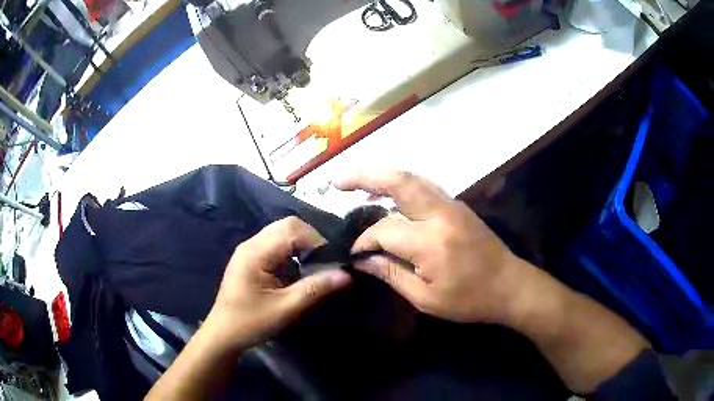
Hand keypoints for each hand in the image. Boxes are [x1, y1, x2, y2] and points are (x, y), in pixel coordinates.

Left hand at [203, 217, 351, 351]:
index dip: (316, 241)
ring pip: (282, 233)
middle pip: (287, 226)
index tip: (332, 262)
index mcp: (256, 252)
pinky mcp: (251, 259)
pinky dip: (292, 252)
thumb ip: (315, 289)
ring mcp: (249, 250)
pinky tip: (298, 271)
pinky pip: (276, 245)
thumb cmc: (250, 323)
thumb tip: (346, 274)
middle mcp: (251, 244)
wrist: (223, 334)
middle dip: (311, 240)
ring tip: (314, 267)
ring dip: (302, 246)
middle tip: (325, 264)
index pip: (292, 229)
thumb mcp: (285, 309)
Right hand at [336, 171, 527, 324]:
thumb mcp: (425, 298)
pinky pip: (422, 186)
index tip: (353, 252)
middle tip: (337, 181)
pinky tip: (386, 192)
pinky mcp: (457, 205)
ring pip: (411, 178)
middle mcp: (440, 214)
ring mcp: (451, 205)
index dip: (364, 240)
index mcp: (431, 243)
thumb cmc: (469, 300)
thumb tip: (361, 258)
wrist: (509, 285)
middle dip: (364, 177)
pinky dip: (399, 184)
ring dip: (381, 175)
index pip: (384, 231)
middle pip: (398, 182)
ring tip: (355, 181)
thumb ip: (390, 274)